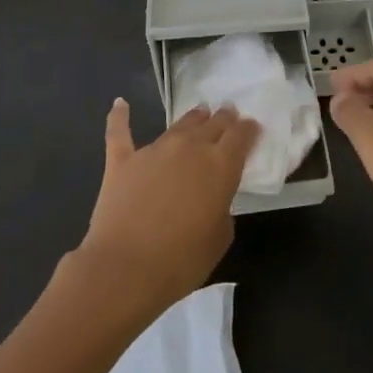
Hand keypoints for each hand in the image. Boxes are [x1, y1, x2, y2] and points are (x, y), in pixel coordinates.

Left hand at [76, 99, 258, 318]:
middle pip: (212, 123)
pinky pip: (120, 131)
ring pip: (179, 125)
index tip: (252, 127)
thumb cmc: (182, 260)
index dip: (248, 129)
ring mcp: (154, 150)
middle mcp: (190, 147)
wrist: (126, 268)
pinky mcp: (122, 160)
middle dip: (224, 118)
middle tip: (228, 114)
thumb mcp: (220, 237)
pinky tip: (120, 104)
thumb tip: (211, 197)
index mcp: (220, 165)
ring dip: (193, 118)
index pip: (240, 135)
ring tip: (200, 112)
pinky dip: (120, 116)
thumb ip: (221, 207)